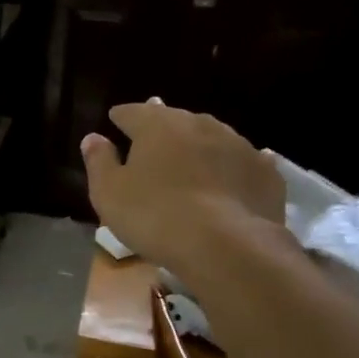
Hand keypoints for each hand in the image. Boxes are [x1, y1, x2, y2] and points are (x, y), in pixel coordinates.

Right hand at [82, 101, 285, 279]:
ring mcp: (237, 144)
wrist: (226, 246)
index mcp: (158, 125)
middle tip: (153, 140)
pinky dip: (233, 165)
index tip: (115, 120)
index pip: (133, 112)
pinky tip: (232, 174)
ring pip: (211, 137)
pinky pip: (244, 161)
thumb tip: (93, 138)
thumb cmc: (155, 216)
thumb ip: (99, 161)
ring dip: (198, 145)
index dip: (122, 117)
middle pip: (175, 120)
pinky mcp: (265, 171)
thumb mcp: (109, 193)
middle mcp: (199, 124)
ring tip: (191, 159)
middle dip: (162, 128)